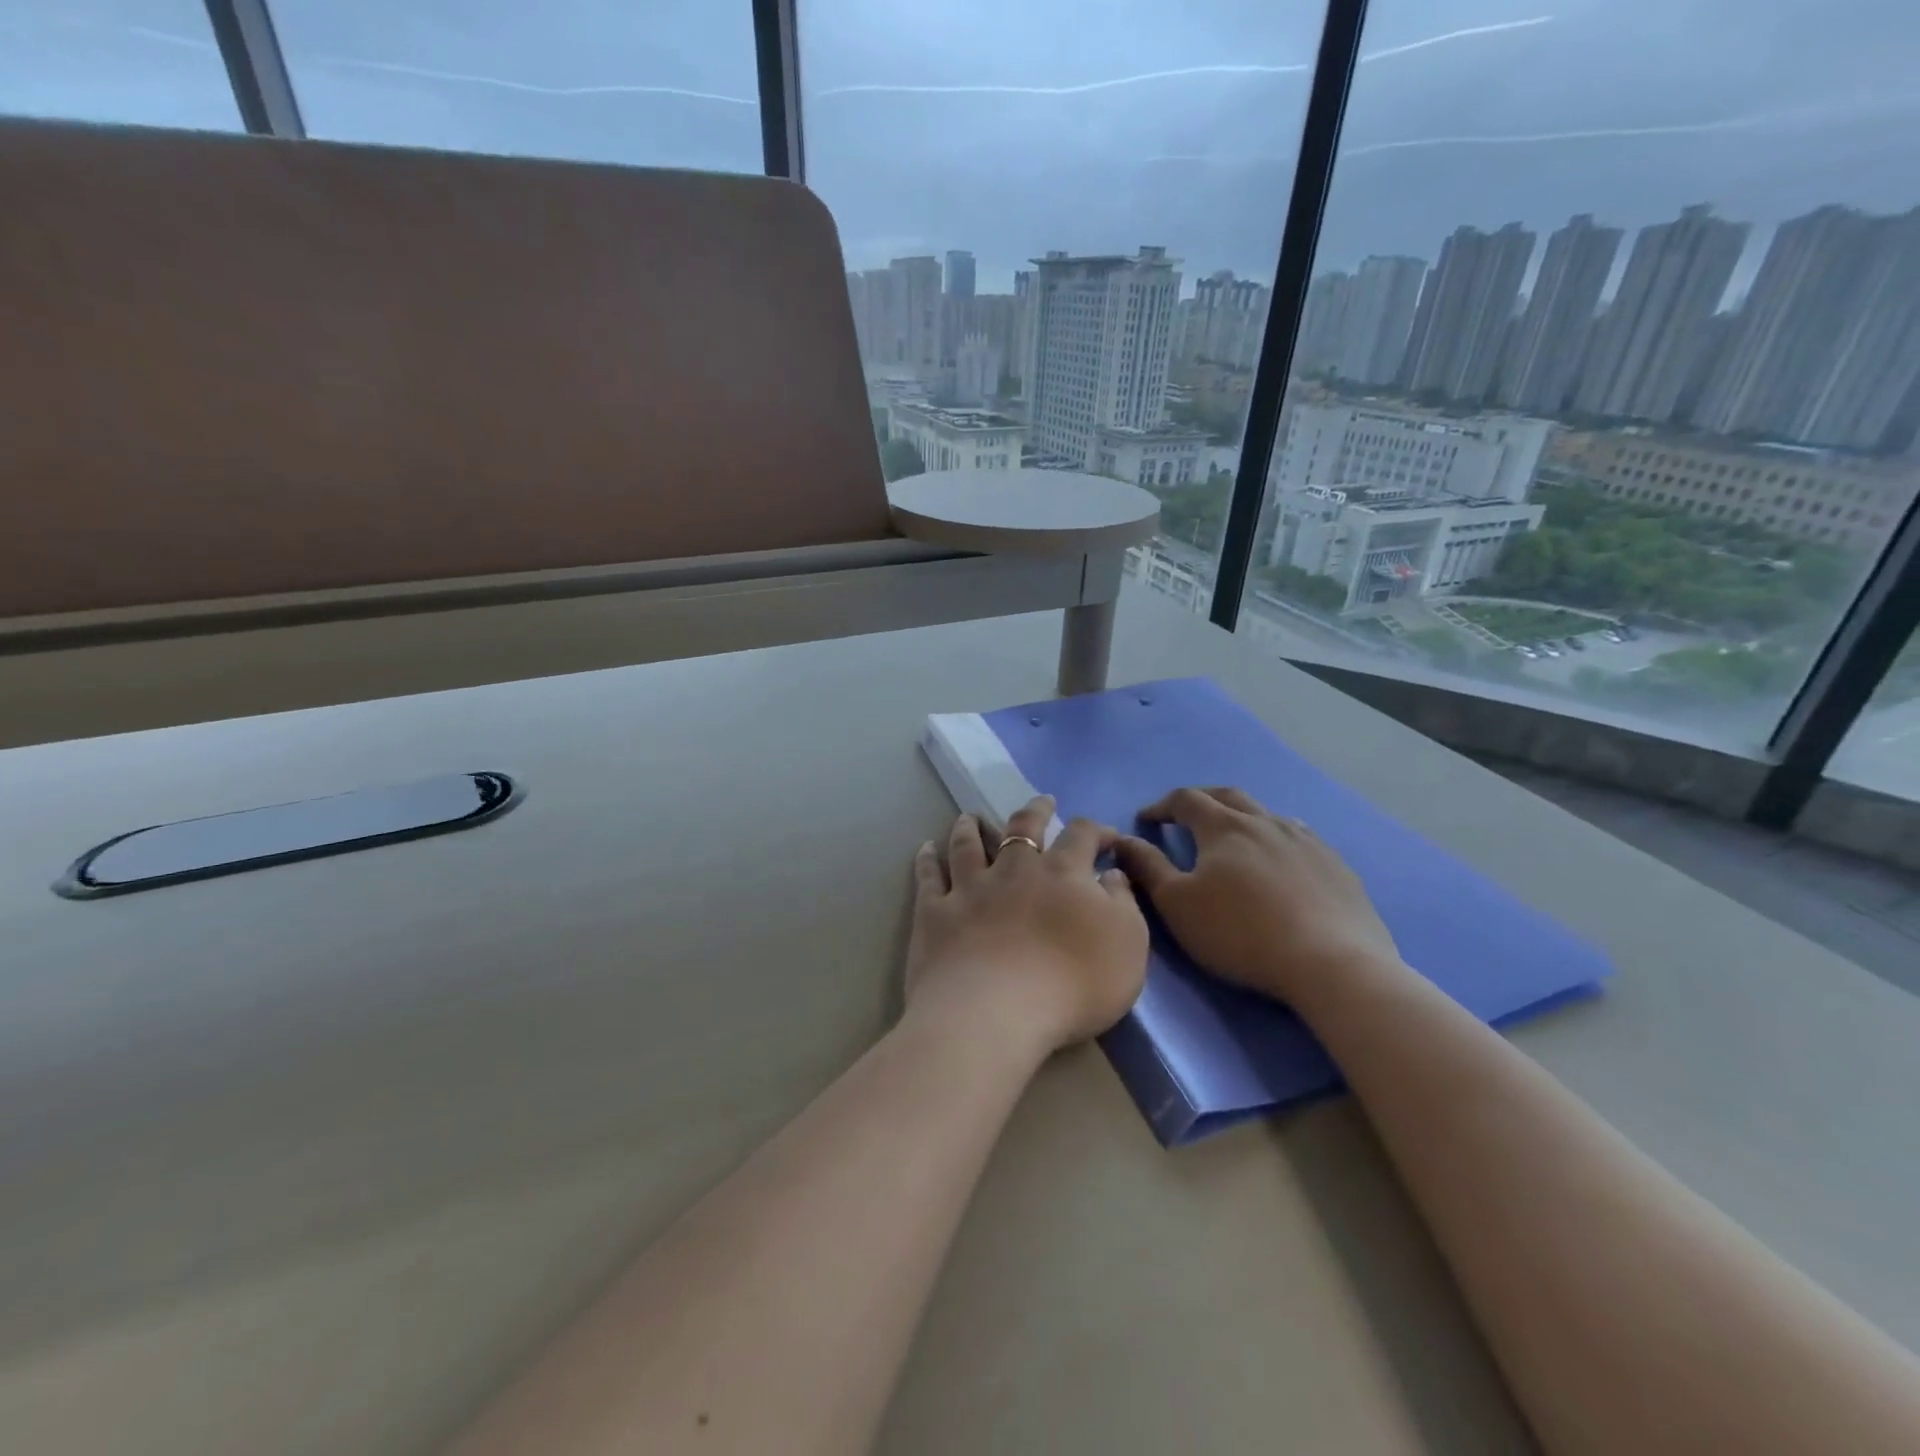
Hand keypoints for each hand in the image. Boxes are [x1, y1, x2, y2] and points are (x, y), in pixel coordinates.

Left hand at [907, 796, 1148, 1060]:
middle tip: (1042, 802)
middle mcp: (1014, 869)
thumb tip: (1112, 874)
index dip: (1096, 831)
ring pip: (968, 844)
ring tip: (969, 817)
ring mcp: (970, 888)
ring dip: (971, 827)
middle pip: (1023, 827)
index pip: (1082, 835)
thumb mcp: (1127, 947)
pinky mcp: (935, 912)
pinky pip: (928, 877)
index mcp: (1062, 873)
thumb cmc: (1072, 984)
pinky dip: (927, 859)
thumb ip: (1123, 905)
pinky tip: (926, 849)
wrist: (995, 1012)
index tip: (1106, 837)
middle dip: (1036, 811)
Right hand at [1111, 787, 1400, 1005]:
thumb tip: (1122, 839)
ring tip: (1233, 834)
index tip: (1147, 819)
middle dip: (1201, 800)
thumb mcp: (1178, 904)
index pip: (1186, 800)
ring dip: (1242, 816)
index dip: (1162, 806)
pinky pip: (1300, 837)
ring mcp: (1306, 840)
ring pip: (1267, 814)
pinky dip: (1277, 838)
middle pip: (1227, 796)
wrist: (1332, 964)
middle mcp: (1265, 822)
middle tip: (1185, 814)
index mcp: (1224, 827)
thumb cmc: (1241, 933)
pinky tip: (1281, 859)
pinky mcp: (1336, 865)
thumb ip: (1147, 867)